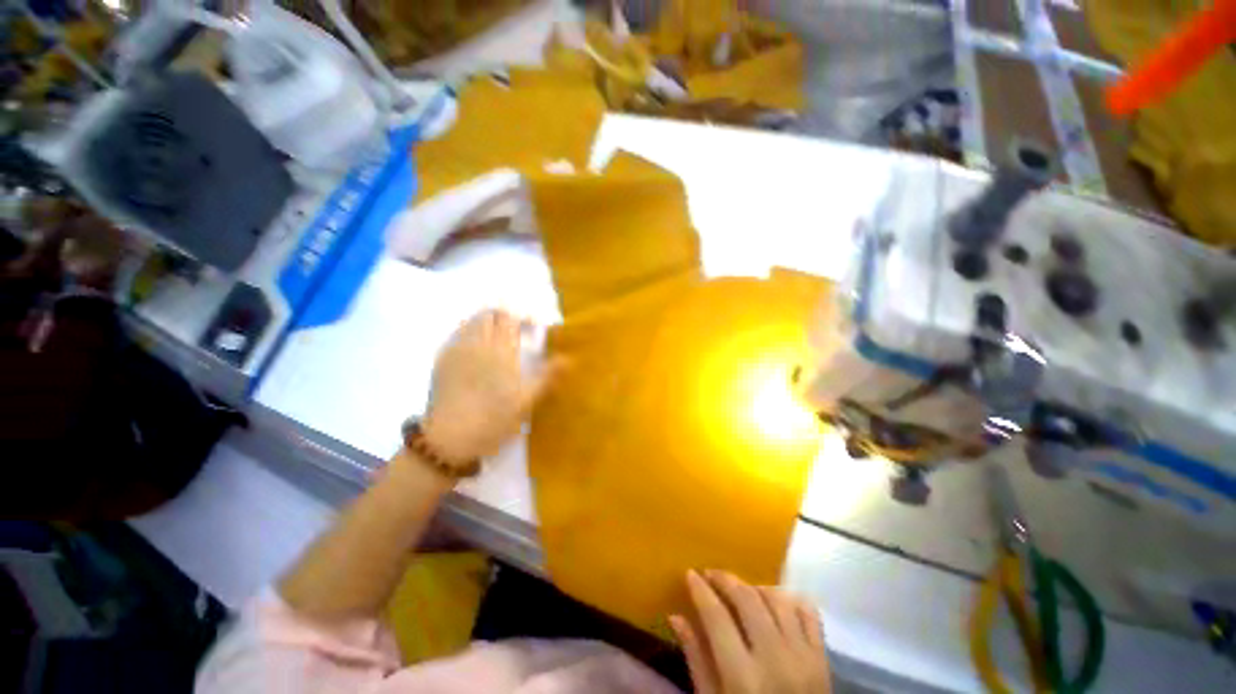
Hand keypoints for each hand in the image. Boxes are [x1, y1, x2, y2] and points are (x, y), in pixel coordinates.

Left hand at [422, 309, 560, 462]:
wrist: (449, 438)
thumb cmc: (493, 420)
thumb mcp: (527, 401)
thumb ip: (548, 376)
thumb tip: (568, 359)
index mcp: (500, 350)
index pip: (510, 317)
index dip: (523, 317)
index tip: (533, 328)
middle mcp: (477, 343)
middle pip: (489, 314)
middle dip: (504, 316)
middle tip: (516, 331)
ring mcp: (456, 350)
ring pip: (471, 322)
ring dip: (487, 323)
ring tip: (497, 338)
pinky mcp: (442, 360)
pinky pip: (457, 335)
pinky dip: (470, 334)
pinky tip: (476, 351)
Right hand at [671, 570, 830, 693]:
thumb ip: (696, 659)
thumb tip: (675, 617)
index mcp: (743, 677)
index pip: (717, 617)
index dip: (701, 590)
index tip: (690, 573)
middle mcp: (775, 659)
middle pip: (747, 600)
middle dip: (725, 579)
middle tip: (710, 573)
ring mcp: (803, 656)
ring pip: (776, 599)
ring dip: (755, 586)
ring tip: (740, 588)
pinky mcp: (822, 658)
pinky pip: (807, 612)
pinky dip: (789, 599)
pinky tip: (774, 599)